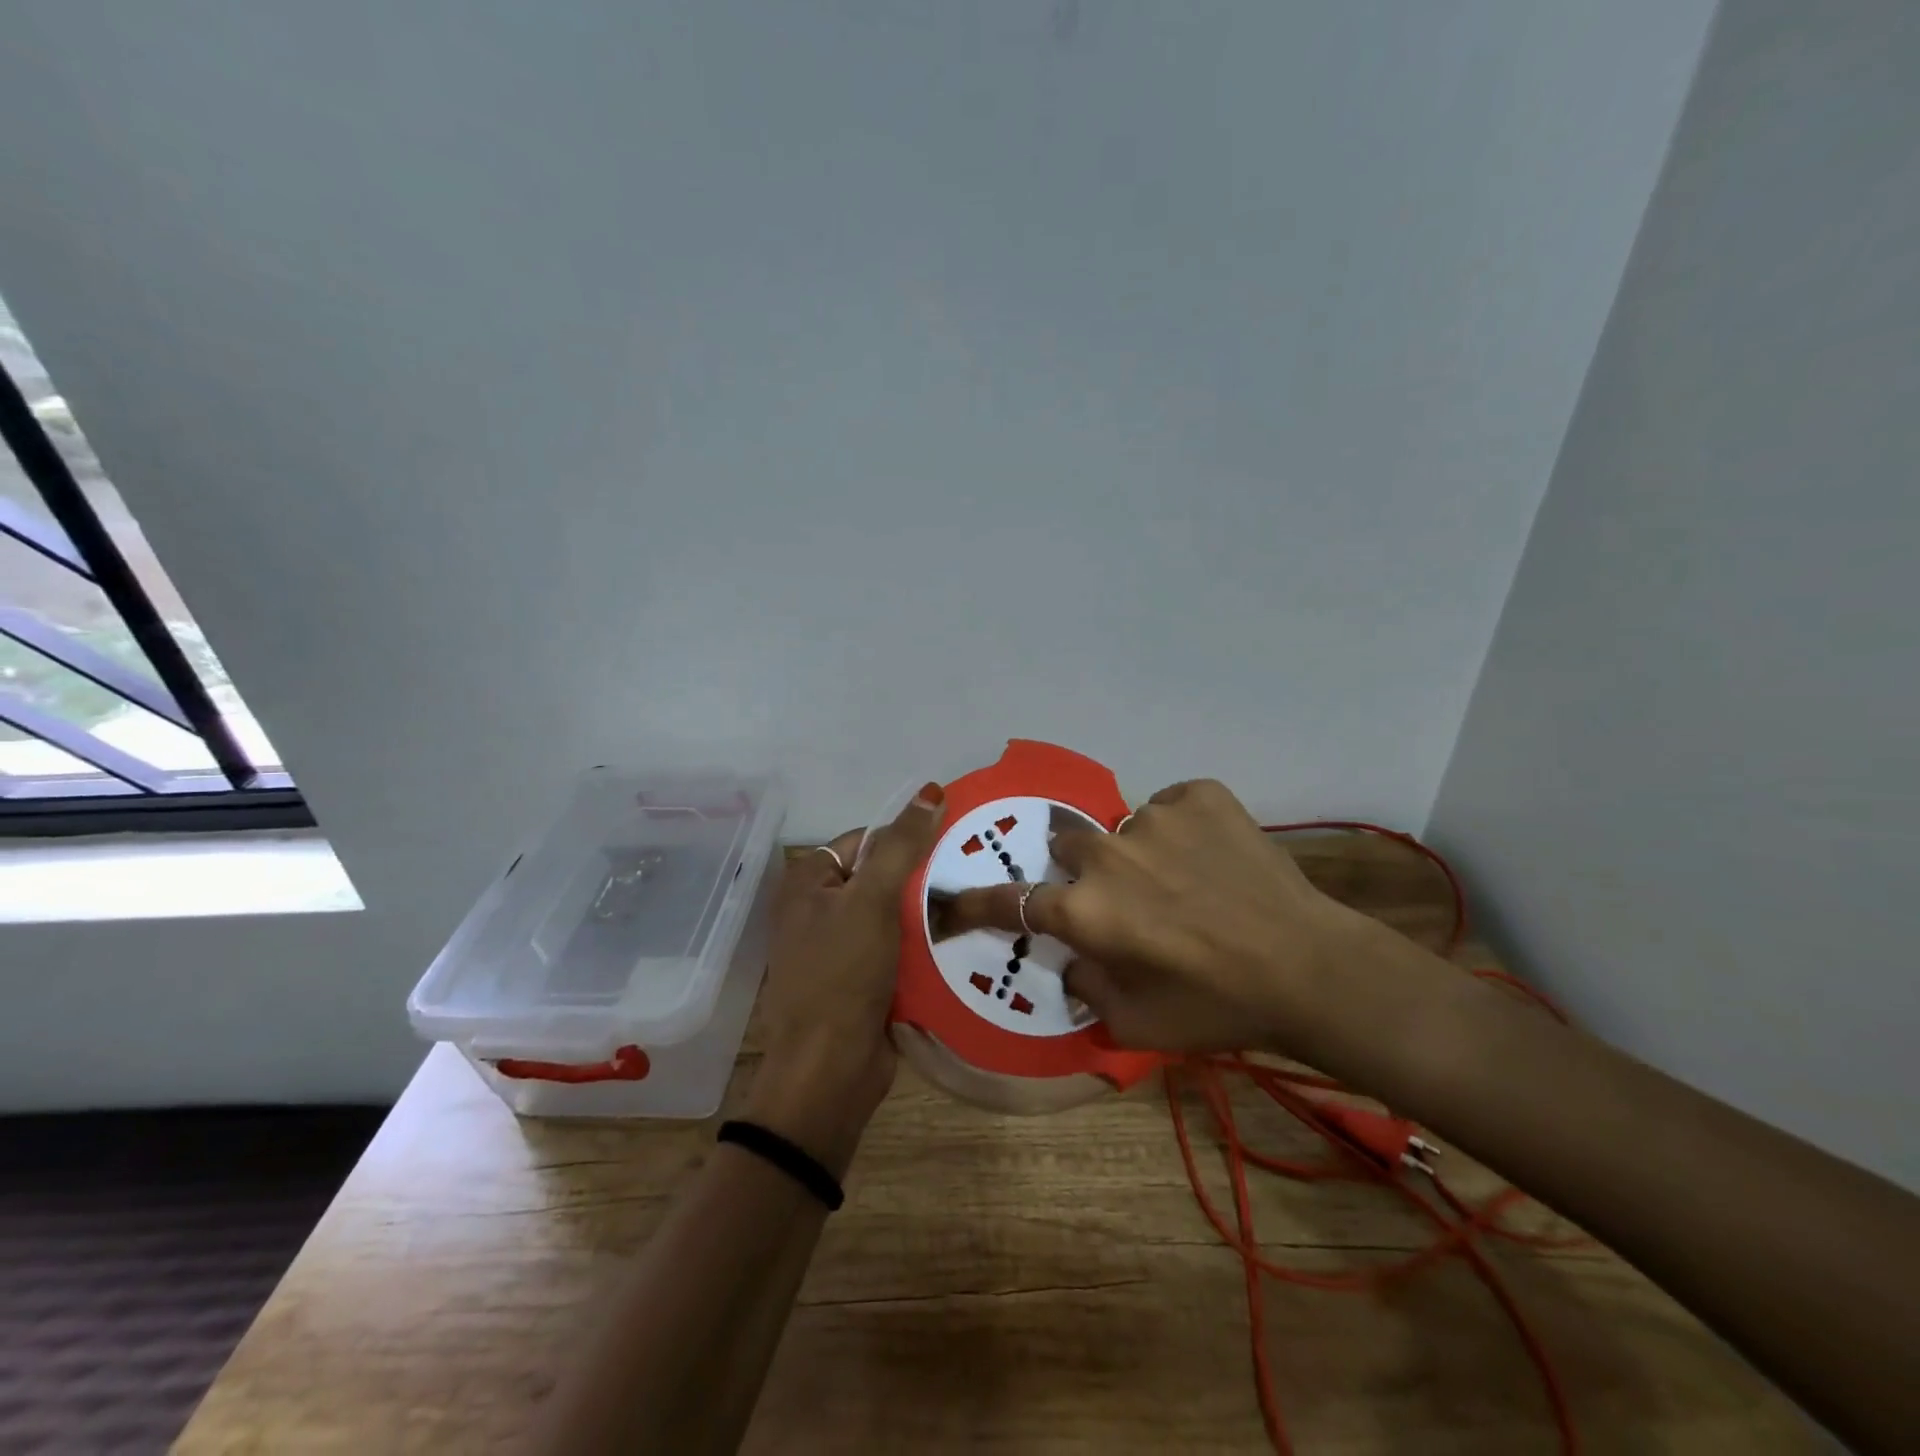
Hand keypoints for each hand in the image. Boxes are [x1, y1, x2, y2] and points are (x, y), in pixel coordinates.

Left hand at [745, 783, 945, 1175]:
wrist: (829, 1071)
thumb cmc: (842, 975)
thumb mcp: (871, 900)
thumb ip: (901, 845)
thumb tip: (931, 790)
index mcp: (808, 881)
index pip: (864, 839)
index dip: (905, 839)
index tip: (951, 845)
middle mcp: (819, 909)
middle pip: (881, 876)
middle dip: (922, 878)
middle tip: (969, 875)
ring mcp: (841, 947)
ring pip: (894, 914)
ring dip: (928, 912)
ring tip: (974, 902)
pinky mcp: (863, 979)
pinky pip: (898, 948)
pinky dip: (923, 944)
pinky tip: (960, 939)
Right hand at [941, 779, 1370, 1057]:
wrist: (1309, 967)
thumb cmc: (1216, 1007)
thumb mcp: (1137, 1025)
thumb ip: (1086, 989)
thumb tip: (1071, 959)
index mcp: (1086, 912)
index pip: (1012, 901)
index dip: (979, 901)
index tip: (954, 895)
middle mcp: (1107, 856)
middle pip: (1069, 850)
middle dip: (1086, 873)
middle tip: (1128, 899)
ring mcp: (1154, 817)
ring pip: (1124, 829)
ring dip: (1141, 854)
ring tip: (1188, 881)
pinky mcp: (1199, 794)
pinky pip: (1171, 806)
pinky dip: (1183, 829)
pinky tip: (1214, 858)